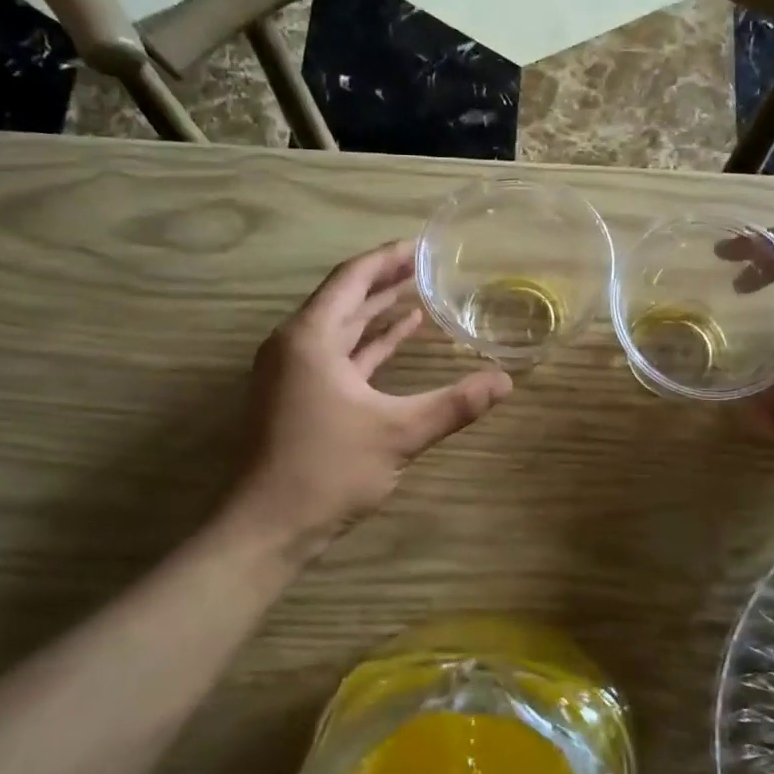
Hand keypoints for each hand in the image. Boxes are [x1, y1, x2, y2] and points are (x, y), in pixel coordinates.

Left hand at [231, 240, 512, 554]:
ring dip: (379, 311)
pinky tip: (400, 338)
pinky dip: (370, 345)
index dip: (388, 258)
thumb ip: (454, 404)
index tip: (422, 245)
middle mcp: (296, 345)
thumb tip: (506, 381)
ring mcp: (293, 371)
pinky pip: (339, 355)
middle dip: (387, 280)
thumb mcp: (398, 433)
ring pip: (342, 328)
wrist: (267, 528)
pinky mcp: (298, 396)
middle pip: (346, 298)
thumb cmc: (327, 470)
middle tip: (429, 264)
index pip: (352, 279)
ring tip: (421, 294)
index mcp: (310, 338)